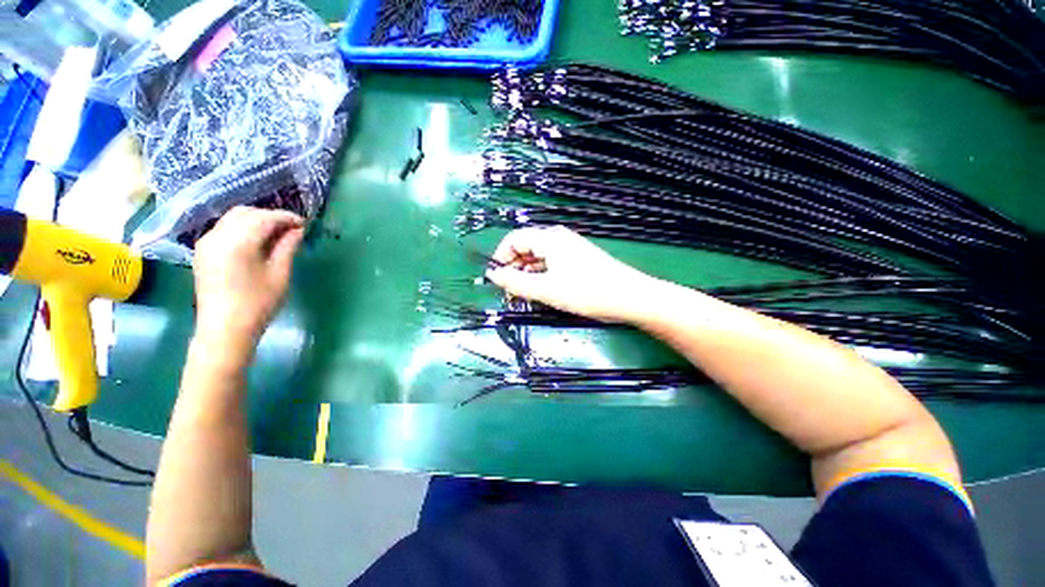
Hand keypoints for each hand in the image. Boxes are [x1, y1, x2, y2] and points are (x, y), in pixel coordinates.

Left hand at [192, 206, 304, 345]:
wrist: (225, 329)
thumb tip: (298, 230)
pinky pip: (224, 229)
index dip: (286, 217)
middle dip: (270, 216)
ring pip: (232, 219)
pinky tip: (257, 241)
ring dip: (256, 220)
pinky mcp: (203, 252)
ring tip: (277, 234)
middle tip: (292, 228)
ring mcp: (206, 243)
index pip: (263, 218)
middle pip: (245, 213)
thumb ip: (287, 247)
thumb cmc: (258, 303)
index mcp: (237, 243)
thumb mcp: (280, 274)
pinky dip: (243, 228)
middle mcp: (216, 236)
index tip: (304, 224)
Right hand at [486, 226, 661, 322]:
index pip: (514, 239)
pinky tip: (542, 291)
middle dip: (514, 268)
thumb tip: (493, 275)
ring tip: (524, 295)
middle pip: (526, 247)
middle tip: (510, 292)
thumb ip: (516, 283)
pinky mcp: (577, 260)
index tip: (497, 279)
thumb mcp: (545, 290)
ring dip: (527, 274)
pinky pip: (551, 264)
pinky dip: (542, 276)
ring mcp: (569, 249)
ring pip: (538, 257)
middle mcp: (557, 238)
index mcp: (548, 239)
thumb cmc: (585, 291)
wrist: (629, 297)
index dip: (501, 257)